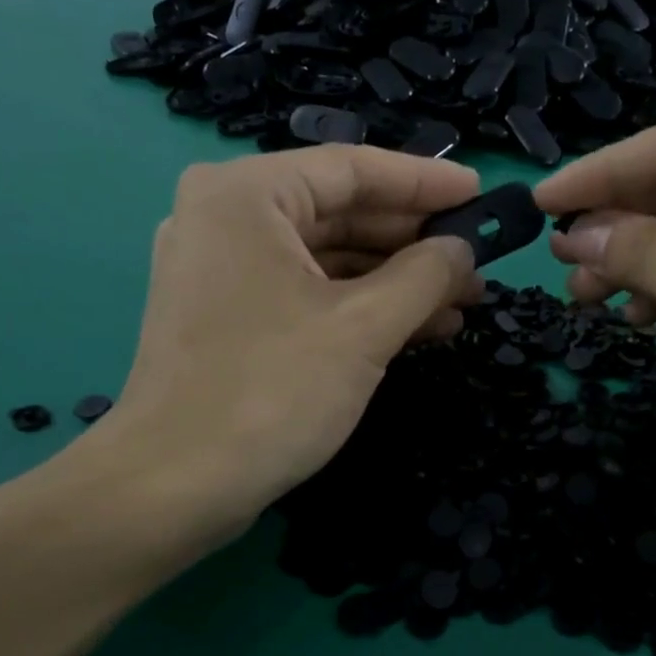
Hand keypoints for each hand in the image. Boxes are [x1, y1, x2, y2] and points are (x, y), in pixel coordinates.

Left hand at [79, 145, 479, 539]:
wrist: (175, 485)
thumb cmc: (271, 391)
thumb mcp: (364, 328)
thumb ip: (425, 276)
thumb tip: (462, 251)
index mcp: (247, 194)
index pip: (353, 169)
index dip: (426, 182)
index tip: (480, 194)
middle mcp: (226, 218)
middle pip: (340, 213)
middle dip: (414, 243)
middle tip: (477, 264)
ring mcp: (222, 271)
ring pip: (326, 260)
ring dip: (395, 282)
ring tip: (461, 305)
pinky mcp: (228, 318)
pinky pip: (306, 294)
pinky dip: (359, 309)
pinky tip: (416, 330)